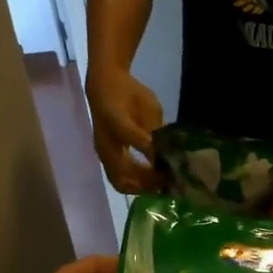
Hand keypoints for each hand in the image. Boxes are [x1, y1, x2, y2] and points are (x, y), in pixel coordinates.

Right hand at [86, 67, 163, 194]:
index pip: (133, 139)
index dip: (152, 151)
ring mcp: (103, 153)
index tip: (169, 162)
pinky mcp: (105, 159)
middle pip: (124, 173)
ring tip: (162, 186)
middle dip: (148, 182)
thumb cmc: (130, 93)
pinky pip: (118, 179)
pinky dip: (136, 186)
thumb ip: (155, 129)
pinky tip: (153, 184)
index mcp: (115, 121)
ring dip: (142, 188)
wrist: (105, 85)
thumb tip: (165, 154)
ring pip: (120, 181)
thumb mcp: (148, 105)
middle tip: (168, 182)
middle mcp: (105, 141)